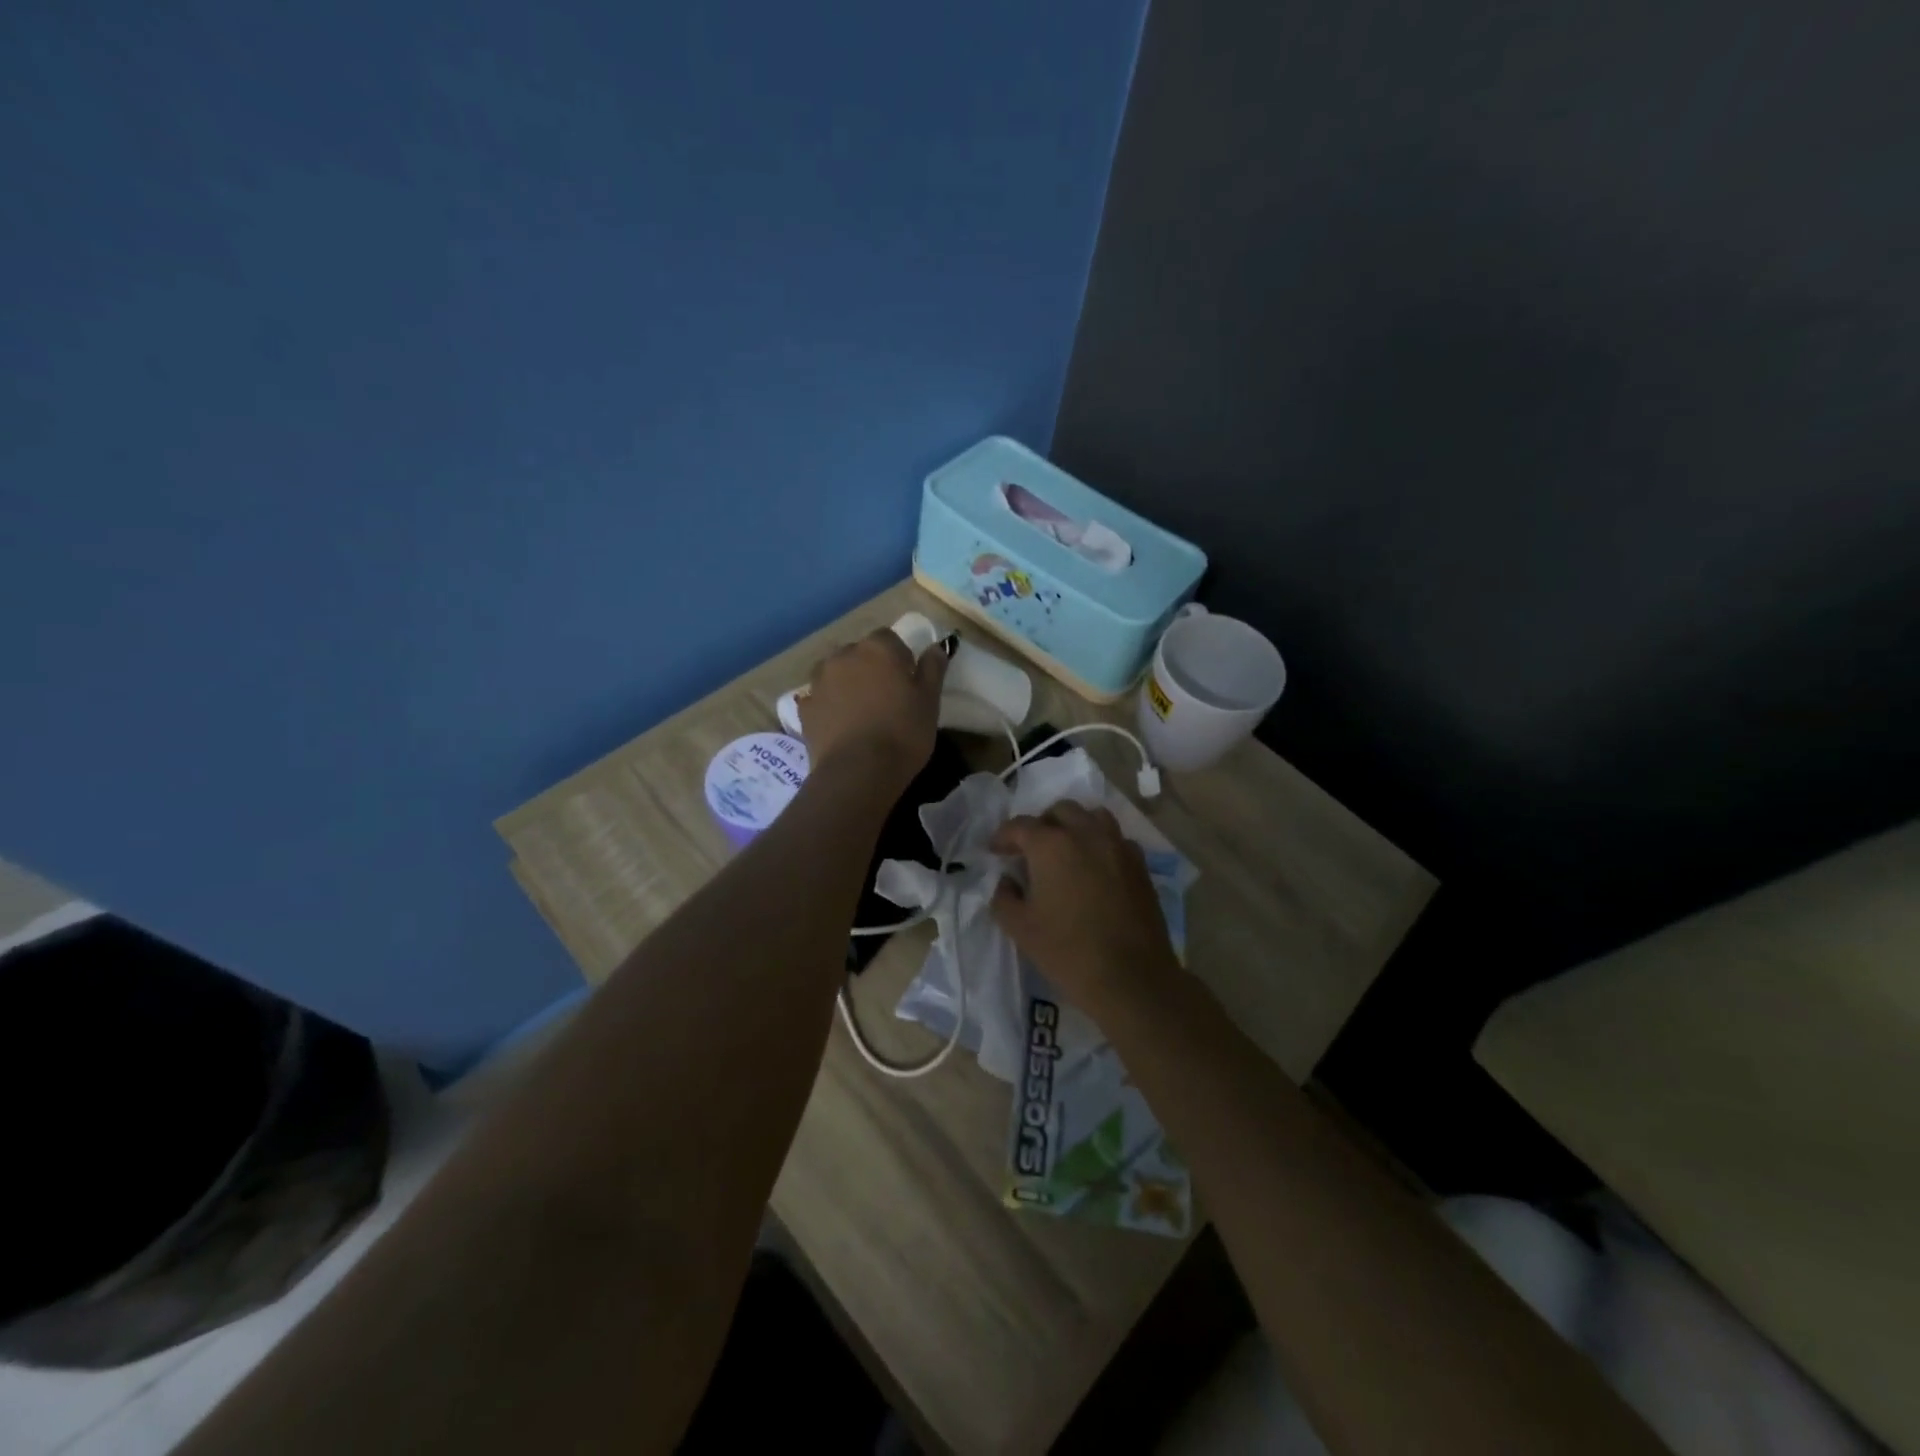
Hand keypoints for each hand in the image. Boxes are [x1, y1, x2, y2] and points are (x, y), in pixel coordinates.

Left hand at [800, 628, 947, 792]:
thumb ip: (932, 669)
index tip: (908, 682)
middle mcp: (843, 656)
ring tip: (860, 713)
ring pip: (836, 673)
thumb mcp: (930, 701)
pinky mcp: (804, 708)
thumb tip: (936, 647)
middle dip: (870, 668)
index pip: (889, 638)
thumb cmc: (902, 732)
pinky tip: (840, 727)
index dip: (900, 658)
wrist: (858, 771)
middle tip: (886, 698)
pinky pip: (820, 699)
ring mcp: (819, 681)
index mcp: (877, 648)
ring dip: (847, 684)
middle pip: (859, 654)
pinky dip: (829, 706)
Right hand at [989, 802, 1180, 1015]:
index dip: (1003, 837)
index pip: (1021, 826)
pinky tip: (1095, 868)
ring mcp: (1118, 846)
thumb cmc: (1067, 951)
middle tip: (1030, 850)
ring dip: (1074, 826)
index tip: (995, 852)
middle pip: (1060, 811)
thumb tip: (1007, 881)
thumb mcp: (1020, 928)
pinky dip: (1101, 843)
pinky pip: (1116, 839)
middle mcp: (1086, 834)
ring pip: (1093, 817)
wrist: (1131, 977)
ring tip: (1065, 850)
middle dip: (1041, 824)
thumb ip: (1004, 897)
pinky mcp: (1140, 864)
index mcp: (1052, 845)